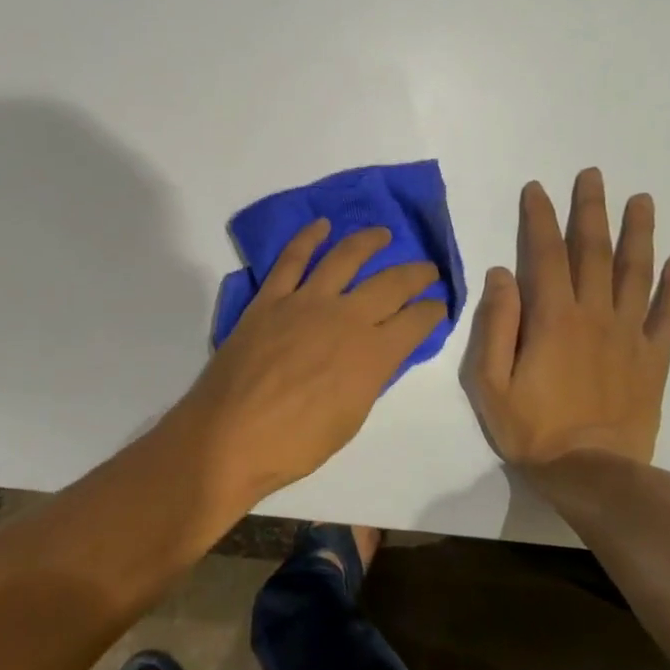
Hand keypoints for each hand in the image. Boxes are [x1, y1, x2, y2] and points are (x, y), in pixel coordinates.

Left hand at [181, 220, 445, 506]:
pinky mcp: (271, 297)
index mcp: (373, 354)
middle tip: (427, 268)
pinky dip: (308, 237)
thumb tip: (378, 353)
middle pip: (391, 283)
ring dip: (368, 241)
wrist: (231, 435)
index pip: (417, 321)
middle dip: (416, 273)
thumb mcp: (352, 417)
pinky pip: (292, 259)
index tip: (438, 305)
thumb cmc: (296, 443)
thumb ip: (370, 377)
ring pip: (345, 257)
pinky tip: (322, 226)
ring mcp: (306, 302)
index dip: (433, 310)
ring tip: (382, 233)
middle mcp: (346, 317)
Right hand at [461, 169, 669, 465]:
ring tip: (641, 200)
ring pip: (637, 273)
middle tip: (594, 174)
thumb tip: (502, 273)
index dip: (540, 217)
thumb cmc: (532, 429)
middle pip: (594, 251)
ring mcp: (630, 335)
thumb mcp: (490, 381)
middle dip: (592, 209)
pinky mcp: (653, 359)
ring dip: (639, 233)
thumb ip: (496, 323)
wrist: (594, 475)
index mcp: (553, 317)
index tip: (537, 188)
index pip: (545, 253)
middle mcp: (595, 315)